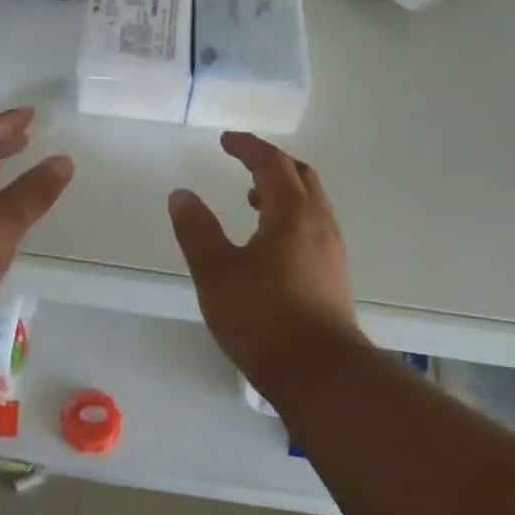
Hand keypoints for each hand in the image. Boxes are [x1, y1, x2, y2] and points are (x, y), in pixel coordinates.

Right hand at [169, 132, 359, 388]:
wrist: (322, 374)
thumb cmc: (264, 318)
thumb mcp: (216, 273)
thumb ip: (197, 230)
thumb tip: (181, 195)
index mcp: (292, 214)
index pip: (272, 164)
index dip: (248, 147)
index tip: (226, 140)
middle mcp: (319, 224)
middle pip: (300, 176)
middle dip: (271, 164)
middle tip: (242, 162)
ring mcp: (331, 251)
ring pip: (310, 203)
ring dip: (282, 191)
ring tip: (250, 200)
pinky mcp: (333, 276)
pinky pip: (312, 226)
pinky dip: (289, 215)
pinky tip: (268, 242)